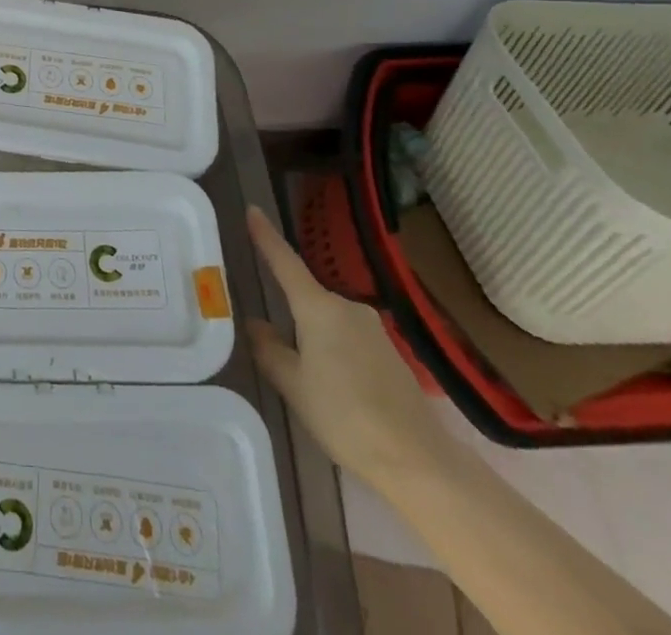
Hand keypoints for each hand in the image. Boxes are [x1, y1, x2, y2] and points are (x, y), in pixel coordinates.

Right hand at [245, 206, 446, 488]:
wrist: (419, 460)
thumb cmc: (345, 417)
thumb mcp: (293, 386)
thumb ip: (269, 349)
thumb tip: (255, 323)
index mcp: (319, 307)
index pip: (285, 261)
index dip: (266, 236)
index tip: (252, 210)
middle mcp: (346, 306)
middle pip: (306, 295)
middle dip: (289, 310)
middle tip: (273, 338)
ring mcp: (371, 328)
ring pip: (327, 319)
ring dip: (312, 334)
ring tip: (303, 371)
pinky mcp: (388, 351)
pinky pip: (347, 336)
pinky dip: (332, 348)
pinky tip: (333, 384)